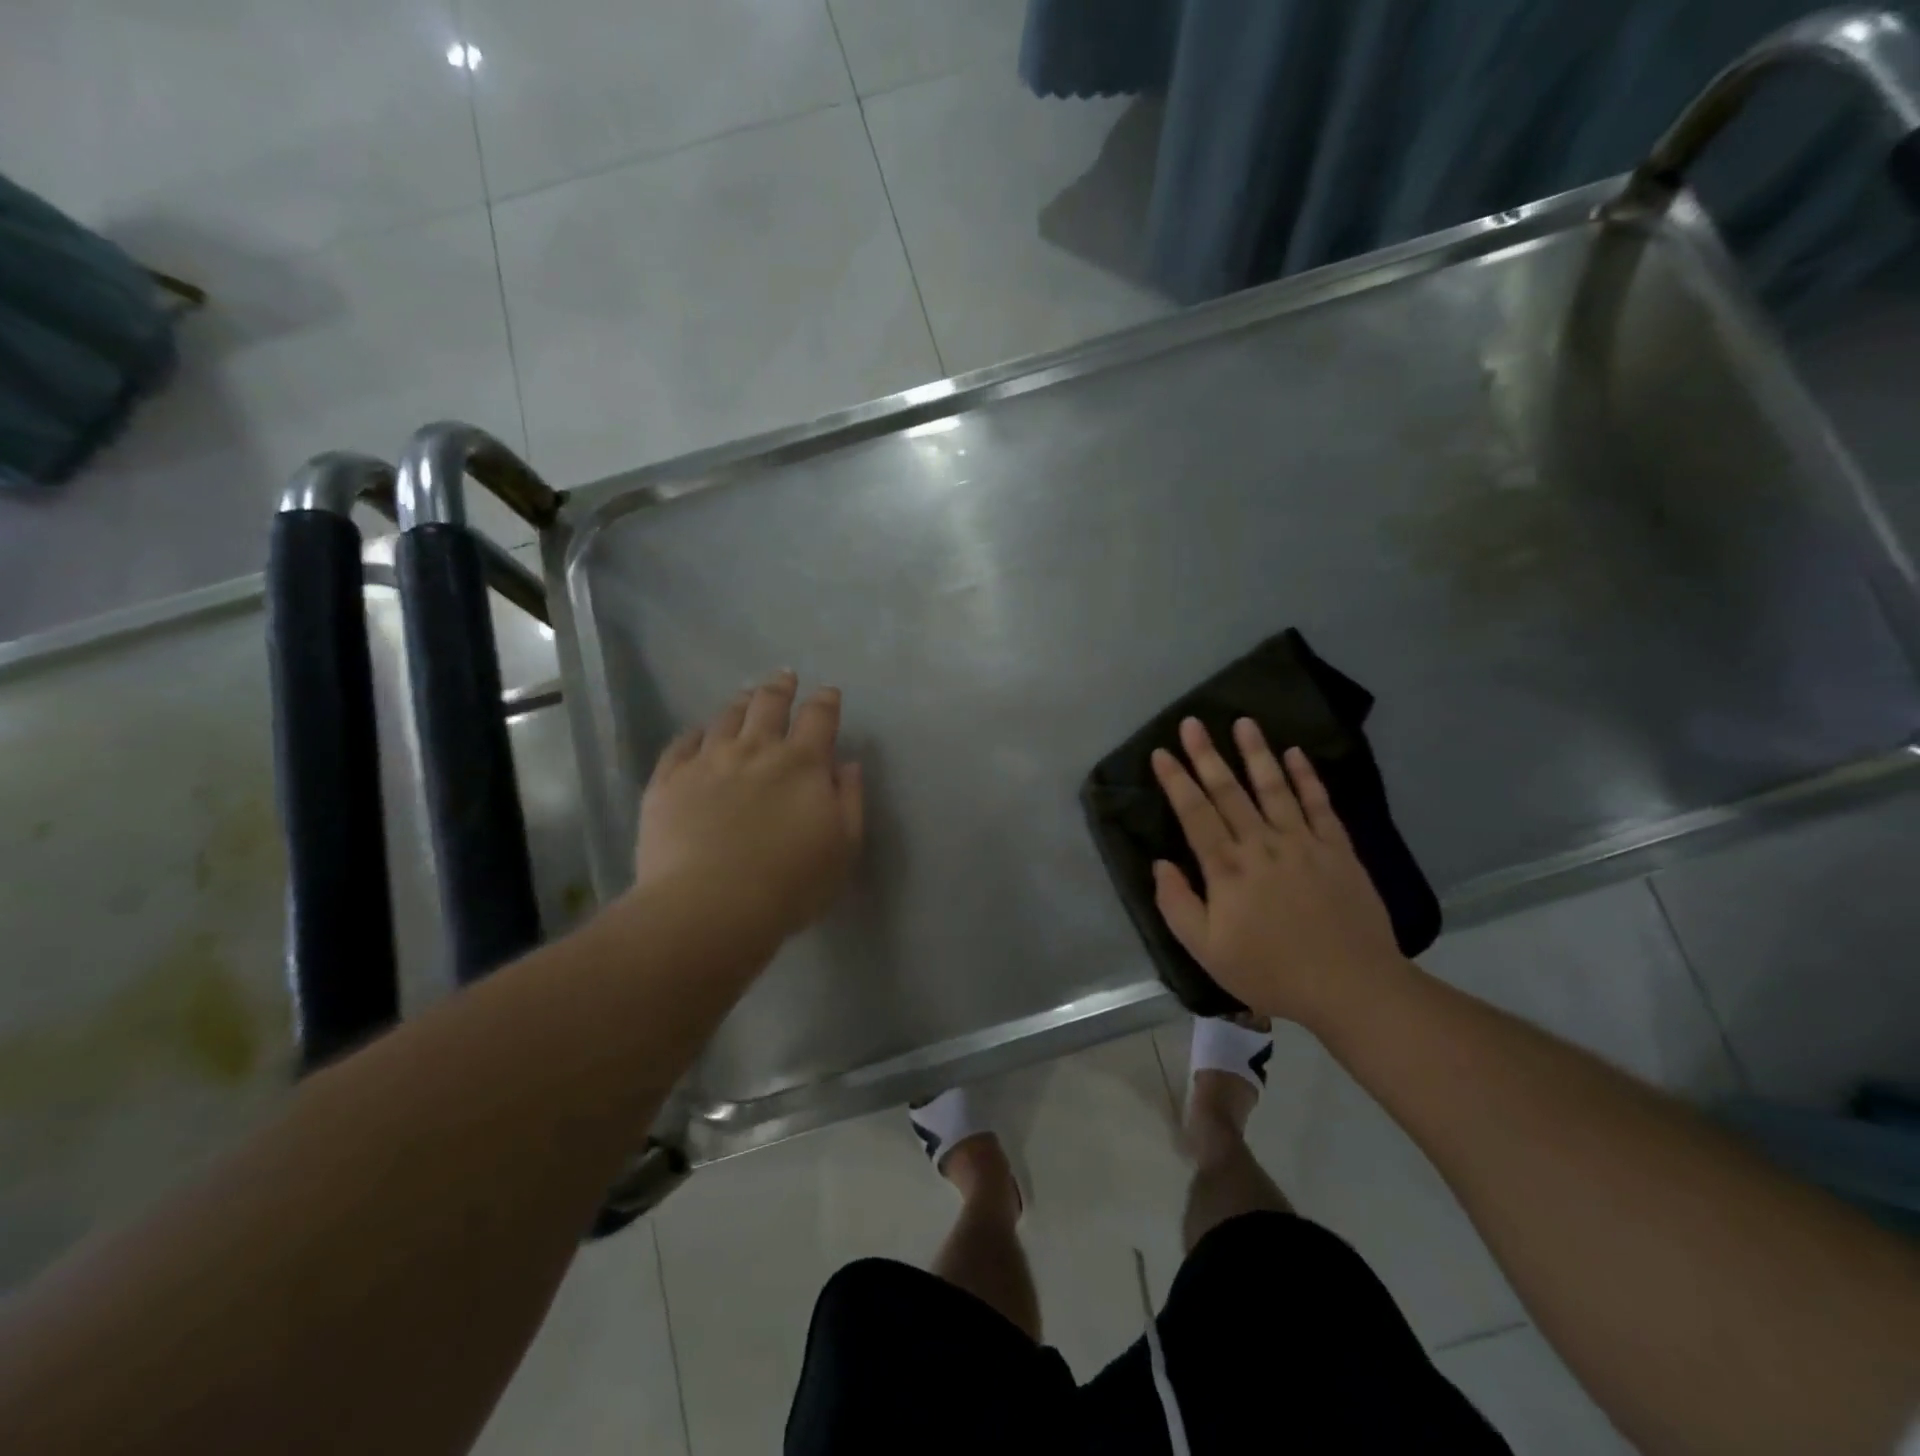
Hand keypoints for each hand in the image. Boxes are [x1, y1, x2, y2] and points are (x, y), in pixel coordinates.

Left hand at [633, 670, 863, 947]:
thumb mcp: (844, 847)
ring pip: (725, 718)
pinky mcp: (668, 781)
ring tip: (745, 696)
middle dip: (781, 688)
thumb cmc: (790, 884)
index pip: (819, 718)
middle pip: (769, 705)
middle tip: (784, 677)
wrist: (709, 907)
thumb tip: (848, 764)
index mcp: (802, 764)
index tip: (829, 692)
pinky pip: (681, 745)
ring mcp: (707, 762)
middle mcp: (755, 750)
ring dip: (740, 703)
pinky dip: (694, 733)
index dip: (826, 702)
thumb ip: (850, 800)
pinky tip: (697, 733)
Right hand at [1152, 717, 1404, 1024]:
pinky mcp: (1337, 849)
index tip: (1162, 753)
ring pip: (1274, 788)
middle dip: (1207, 755)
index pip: (1194, 814)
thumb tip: (1160, 864)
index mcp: (1227, 869)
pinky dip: (1307, 777)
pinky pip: (1320, 804)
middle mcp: (1261, 845)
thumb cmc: (1271, 971)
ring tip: (1244, 722)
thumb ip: (1177, 904)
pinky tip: (1296, 754)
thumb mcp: (1207, 950)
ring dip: (1257, 753)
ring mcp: (1303, 843)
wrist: (1351, 986)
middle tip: (1193, 722)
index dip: (1176, 781)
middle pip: (1229, 792)